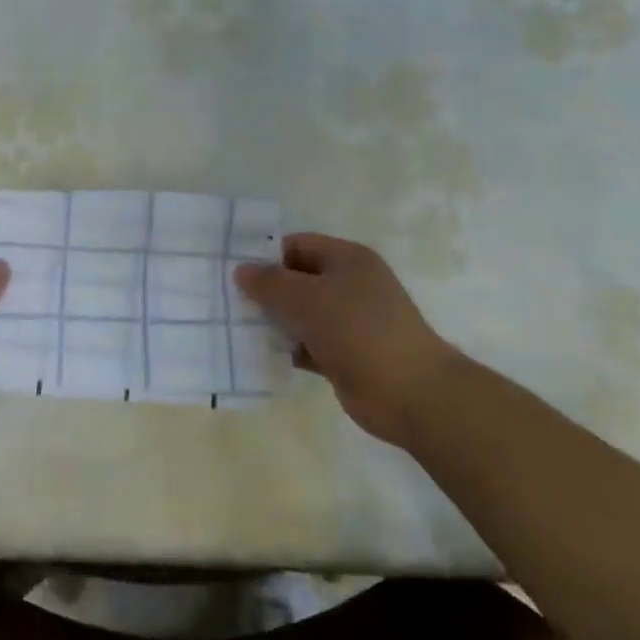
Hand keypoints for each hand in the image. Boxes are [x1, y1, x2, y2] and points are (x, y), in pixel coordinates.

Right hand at [234, 233, 457, 445]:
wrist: (410, 394)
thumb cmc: (358, 331)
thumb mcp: (308, 299)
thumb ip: (270, 283)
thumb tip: (241, 270)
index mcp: (348, 259)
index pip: (297, 245)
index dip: (266, 255)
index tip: (233, 271)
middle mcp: (350, 285)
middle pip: (298, 279)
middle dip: (266, 290)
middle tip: (228, 300)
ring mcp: (349, 321)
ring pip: (301, 313)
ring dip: (274, 321)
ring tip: (237, 327)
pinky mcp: (345, 354)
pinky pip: (308, 343)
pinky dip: (288, 347)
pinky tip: (261, 353)